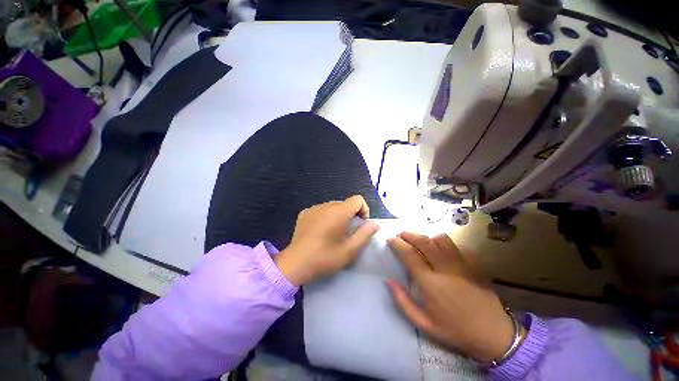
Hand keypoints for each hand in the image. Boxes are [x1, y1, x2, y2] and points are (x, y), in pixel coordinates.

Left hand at [275, 195, 379, 285]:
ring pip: (333, 207)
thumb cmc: (325, 258)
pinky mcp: (304, 213)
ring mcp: (313, 208)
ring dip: (338, 216)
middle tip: (347, 232)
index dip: (364, 210)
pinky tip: (321, 232)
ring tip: (333, 233)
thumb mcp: (349, 250)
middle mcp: (326, 206)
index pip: (357, 199)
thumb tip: (375, 224)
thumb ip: (364, 234)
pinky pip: (321, 210)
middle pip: (345, 203)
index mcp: (339, 212)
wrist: (295, 264)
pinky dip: (326, 217)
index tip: (360, 225)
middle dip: (351, 214)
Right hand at [387, 232, 521, 361]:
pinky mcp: (472, 263)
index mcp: (430, 284)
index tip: (390, 239)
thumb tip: (389, 281)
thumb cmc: (455, 330)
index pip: (410, 255)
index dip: (397, 244)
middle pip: (424, 242)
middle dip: (409, 235)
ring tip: (419, 241)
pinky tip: (437, 247)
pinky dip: (441, 242)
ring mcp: (461, 264)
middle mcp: (445, 269)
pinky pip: (454, 245)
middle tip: (400, 234)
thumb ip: (403, 302)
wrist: (493, 334)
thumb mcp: (424, 324)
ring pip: (440, 239)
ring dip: (426, 237)